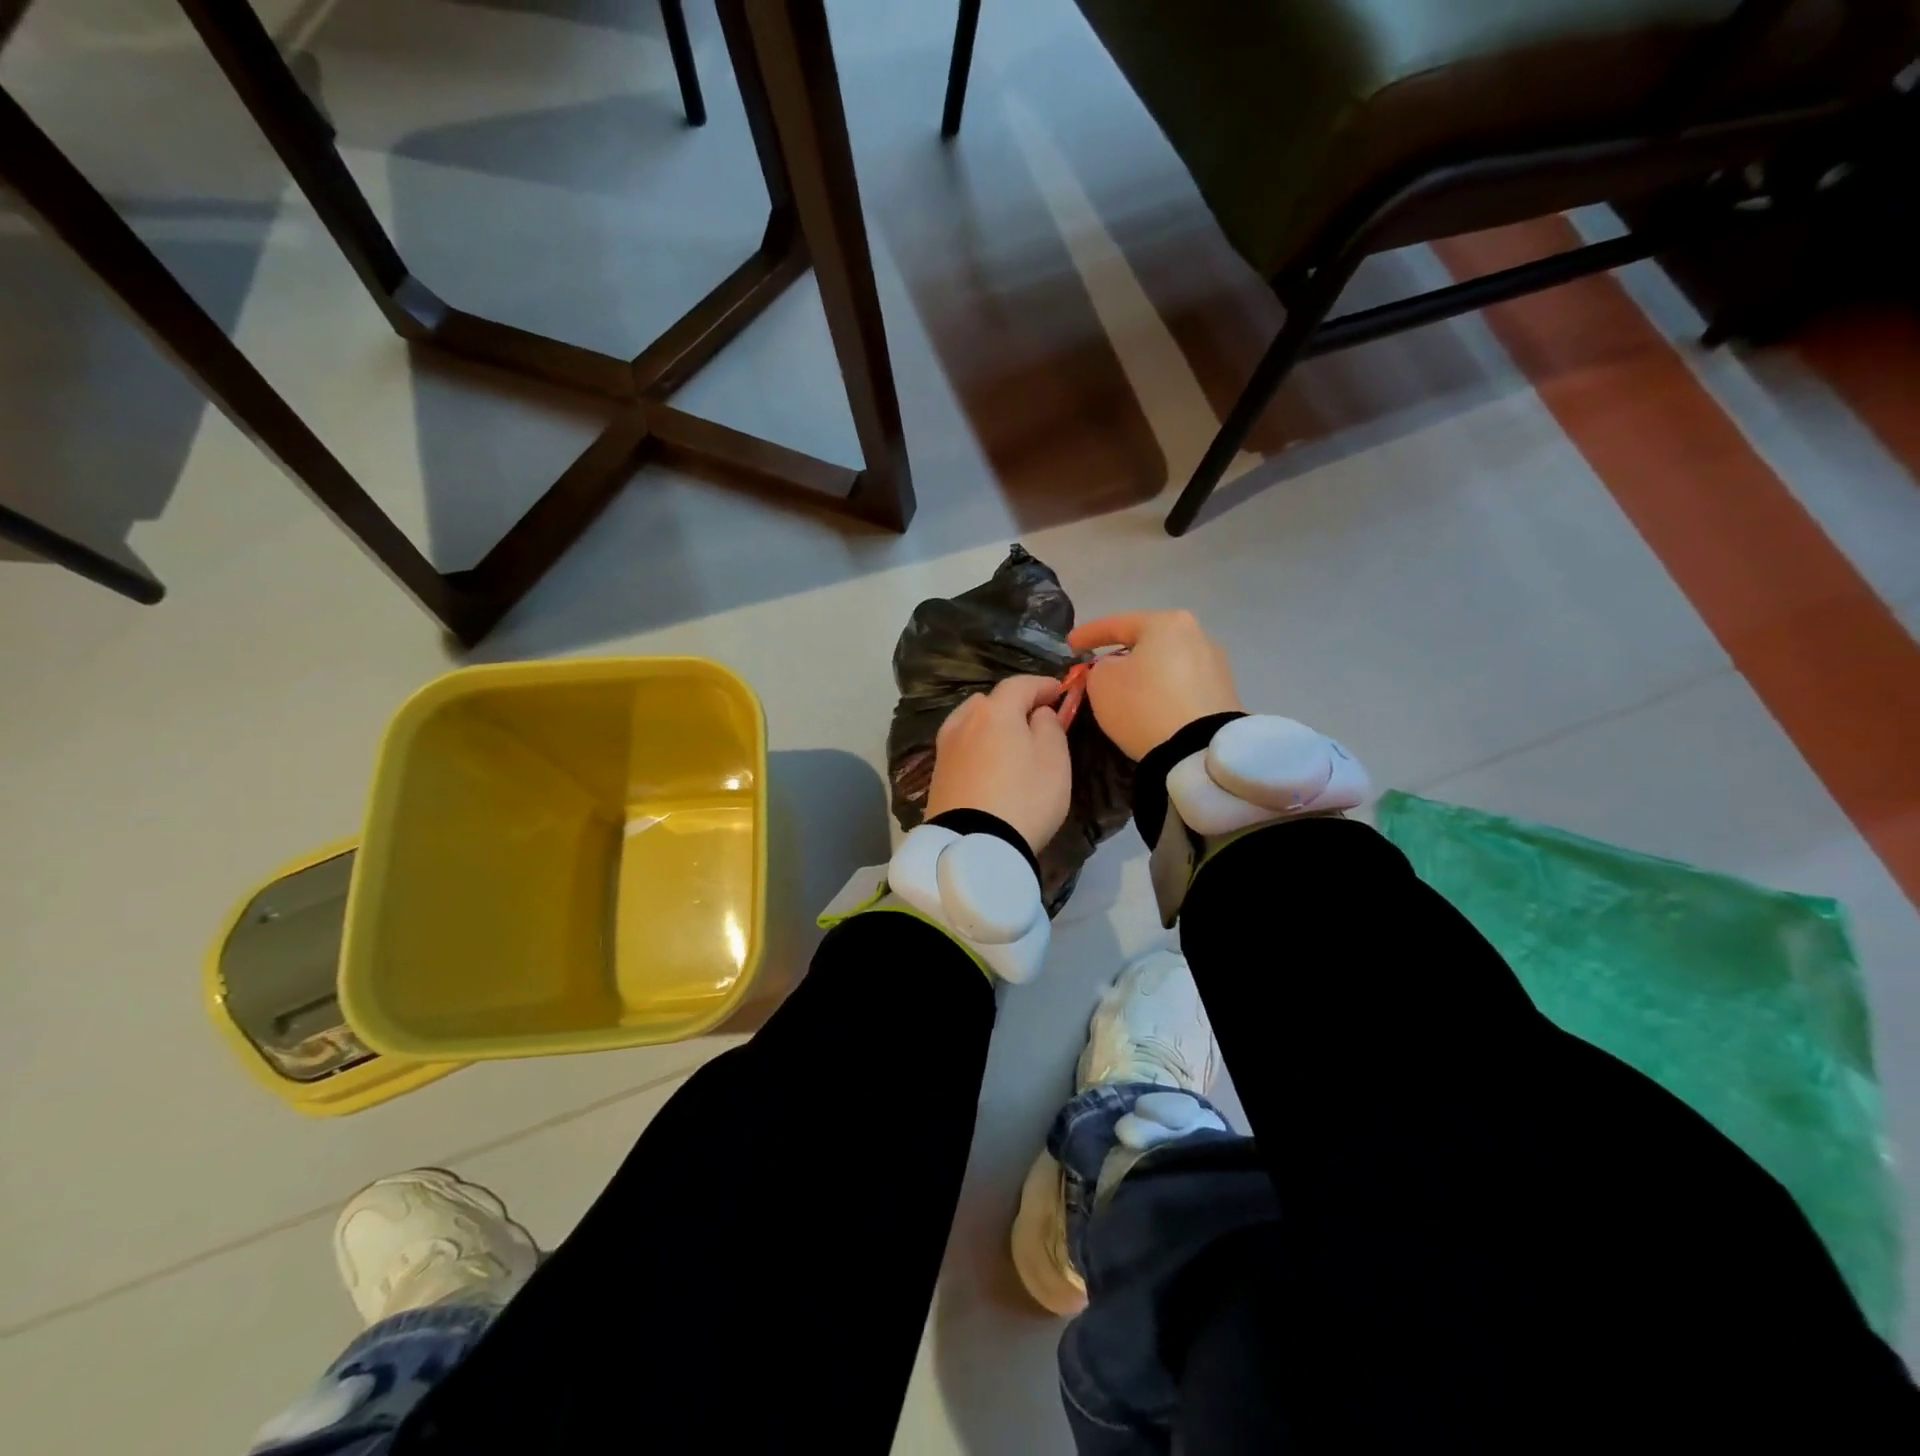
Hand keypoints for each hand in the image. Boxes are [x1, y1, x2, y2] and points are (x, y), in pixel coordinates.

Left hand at [925, 675, 1071, 853]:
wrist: (973, 847)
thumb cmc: (1024, 798)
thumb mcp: (1054, 760)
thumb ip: (1049, 726)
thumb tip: (1038, 713)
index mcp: (994, 711)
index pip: (1019, 684)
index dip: (1042, 685)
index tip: (1060, 691)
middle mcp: (963, 722)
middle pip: (989, 702)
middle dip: (1012, 704)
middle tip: (1034, 719)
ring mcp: (945, 748)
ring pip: (970, 723)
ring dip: (990, 726)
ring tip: (1009, 743)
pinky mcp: (937, 775)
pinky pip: (962, 748)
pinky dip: (977, 747)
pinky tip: (988, 764)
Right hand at [1068, 610, 1242, 759]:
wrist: (1198, 751)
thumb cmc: (1143, 705)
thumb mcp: (1101, 682)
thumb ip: (1099, 667)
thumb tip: (1114, 668)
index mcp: (1166, 623)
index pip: (1117, 624)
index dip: (1088, 634)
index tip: (1069, 645)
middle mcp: (1198, 635)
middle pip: (1147, 642)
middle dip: (1122, 654)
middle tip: (1099, 669)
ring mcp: (1216, 665)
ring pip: (1167, 665)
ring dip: (1145, 675)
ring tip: (1126, 692)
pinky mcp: (1225, 695)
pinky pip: (1182, 687)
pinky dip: (1164, 694)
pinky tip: (1152, 708)